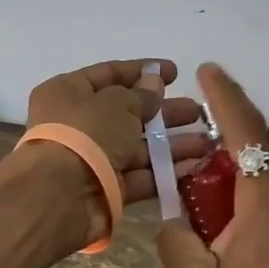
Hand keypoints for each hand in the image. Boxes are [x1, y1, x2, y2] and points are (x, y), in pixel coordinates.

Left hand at [25, 59, 212, 248]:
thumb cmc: (85, 133)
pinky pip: (139, 175)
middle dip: (165, 112)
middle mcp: (77, 124)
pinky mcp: (105, 189)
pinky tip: (195, 165)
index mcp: (68, 92)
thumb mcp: (117, 104)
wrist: (60, 196)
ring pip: (137, 146)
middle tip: (198, 111)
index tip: (175, 73)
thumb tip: (153, 84)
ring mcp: (91, 159)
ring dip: (172, 143)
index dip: (143, 72)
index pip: (109, 74)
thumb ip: (141, 95)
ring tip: (208, 141)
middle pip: (127, 112)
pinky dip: (164, 171)